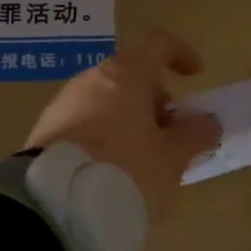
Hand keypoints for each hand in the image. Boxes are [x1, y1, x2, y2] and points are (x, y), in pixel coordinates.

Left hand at [26, 30, 221, 219]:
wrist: (54, 205)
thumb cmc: (125, 171)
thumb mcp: (172, 158)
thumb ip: (194, 135)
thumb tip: (206, 121)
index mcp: (125, 75)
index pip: (158, 46)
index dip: (181, 54)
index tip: (195, 75)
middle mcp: (91, 80)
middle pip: (131, 77)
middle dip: (154, 101)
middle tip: (169, 138)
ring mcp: (63, 104)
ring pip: (106, 102)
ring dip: (128, 121)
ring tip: (140, 161)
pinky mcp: (44, 131)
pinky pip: (84, 123)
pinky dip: (103, 136)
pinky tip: (109, 170)